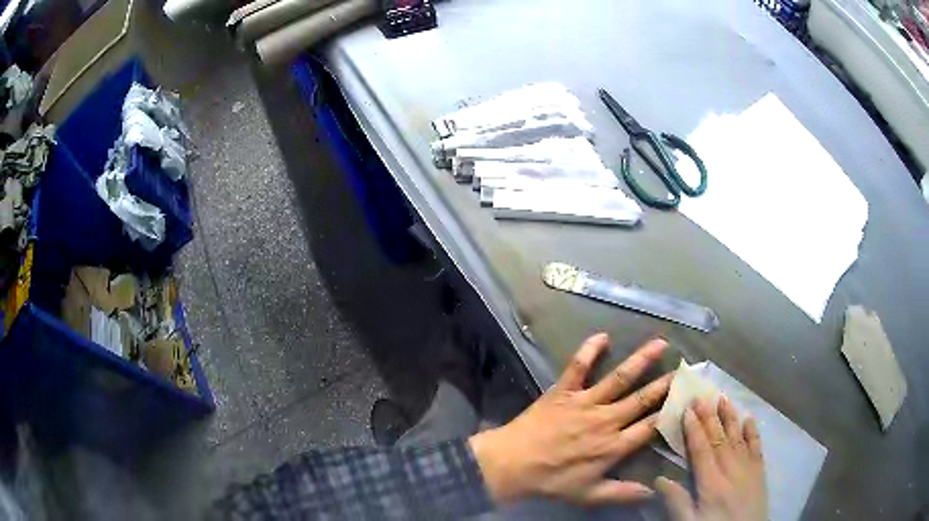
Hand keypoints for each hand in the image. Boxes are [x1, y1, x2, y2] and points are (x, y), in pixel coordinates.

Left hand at [469, 333, 671, 504]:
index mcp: (614, 446)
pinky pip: (578, 367)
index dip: (671, 413)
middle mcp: (606, 420)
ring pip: (619, 378)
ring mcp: (585, 403)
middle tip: (684, 368)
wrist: (512, 465)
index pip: (650, 426)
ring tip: (660, 343)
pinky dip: (589, 350)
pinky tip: (602, 335)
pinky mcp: (563, 391)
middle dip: (665, 383)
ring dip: (641, 360)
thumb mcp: (589, 495)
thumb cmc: (551, 481)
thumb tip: (653, 493)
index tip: (687, 400)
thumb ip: (623, 493)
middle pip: (642, 399)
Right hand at [655, 397, 766, 520]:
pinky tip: (749, 419)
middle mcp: (731, 470)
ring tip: (723, 399)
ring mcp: (748, 468)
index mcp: (712, 484)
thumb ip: (677, 502)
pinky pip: (757, 446)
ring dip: (730, 418)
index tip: (688, 410)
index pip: (701, 450)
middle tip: (701, 396)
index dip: (694, 429)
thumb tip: (659, 479)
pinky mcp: (760, 471)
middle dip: (709, 417)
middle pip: (719, 439)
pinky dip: (753, 431)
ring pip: (738, 438)